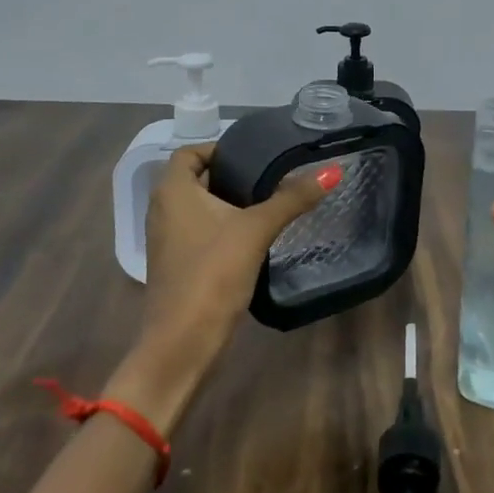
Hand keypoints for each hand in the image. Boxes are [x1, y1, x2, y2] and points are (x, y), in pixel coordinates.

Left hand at [111, 142, 336, 426]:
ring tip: (264, 203)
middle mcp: (161, 210)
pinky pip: (196, 232)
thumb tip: (332, 170)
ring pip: (196, 207)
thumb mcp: (256, 230)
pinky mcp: (174, 265)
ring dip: (224, 202)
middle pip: (194, 179)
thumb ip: (292, 199)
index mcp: (172, 191)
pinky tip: (250, 238)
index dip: (218, 148)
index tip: (254, 155)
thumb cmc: (213, 274)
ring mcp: (165, 240)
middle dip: (228, 175)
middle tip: (267, 176)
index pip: (190, 152)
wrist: (182, 344)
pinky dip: (219, 227)